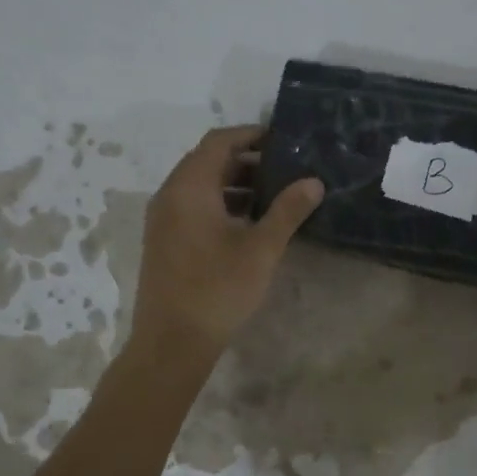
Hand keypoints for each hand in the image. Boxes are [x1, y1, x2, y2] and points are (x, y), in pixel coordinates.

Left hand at [127, 125, 323, 368]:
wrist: (172, 341)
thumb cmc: (218, 289)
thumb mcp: (261, 249)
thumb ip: (287, 211)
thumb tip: (313, 182)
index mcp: (189, 187)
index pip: (219, 142)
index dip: (250, 134)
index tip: (282, 139)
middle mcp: (170, 195)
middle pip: (207, 161)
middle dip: (245, 160)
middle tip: (284, 168)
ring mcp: (162, 219)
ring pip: (199, 186)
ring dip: (233, 184)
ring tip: (272, 195)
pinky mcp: (164, 241)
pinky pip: (192, 207)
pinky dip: (219, 204)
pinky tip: (247, 224)